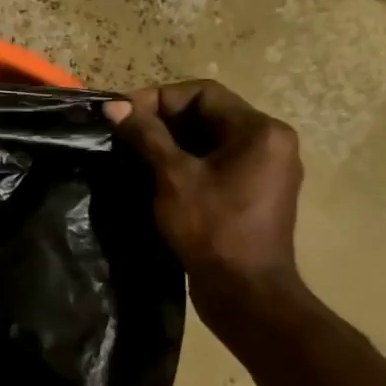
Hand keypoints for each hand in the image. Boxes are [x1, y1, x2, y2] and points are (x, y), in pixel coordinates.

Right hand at [104, 80, 303, 309]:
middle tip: (123, 135)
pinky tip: (156, 176)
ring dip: (171, 142)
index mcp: (259, 130)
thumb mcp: (172, 177)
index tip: (122, 116)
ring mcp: (266, 169)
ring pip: (210, 139)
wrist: (245, 293)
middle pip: (207, 114)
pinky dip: (186, 162)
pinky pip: (217, 162)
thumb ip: (145, 136)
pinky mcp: (255, 192)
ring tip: (133, 154)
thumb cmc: (211, 229)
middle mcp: (270, 142)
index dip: (157, 99)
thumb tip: (114, 107)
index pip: (202, 93)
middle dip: (161, 120)